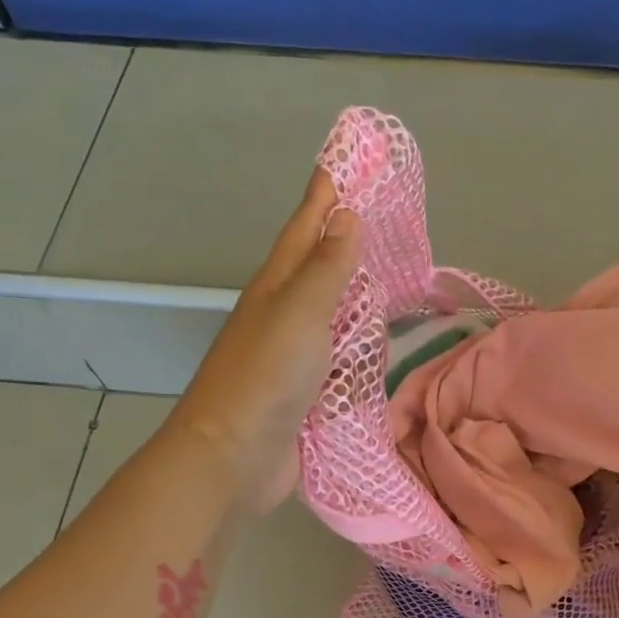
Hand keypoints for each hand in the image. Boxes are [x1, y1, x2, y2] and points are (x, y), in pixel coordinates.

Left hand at [170, 168, 359, 511]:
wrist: (234, 456)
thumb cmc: (267, 376)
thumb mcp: (300, 312)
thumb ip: (327, 268)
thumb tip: (344, 216)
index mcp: (277, 287)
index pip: (306, 228)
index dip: (324, 195)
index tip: (344, 161)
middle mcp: (283, 315)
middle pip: (316, 267)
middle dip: (342, 239)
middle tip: (377, 217)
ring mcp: (292, 357)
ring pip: (329, 314)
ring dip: (352, 293)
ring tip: (384, 276)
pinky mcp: (306, 394)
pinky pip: (338, 358)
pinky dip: (356, 345)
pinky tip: (373, 345)